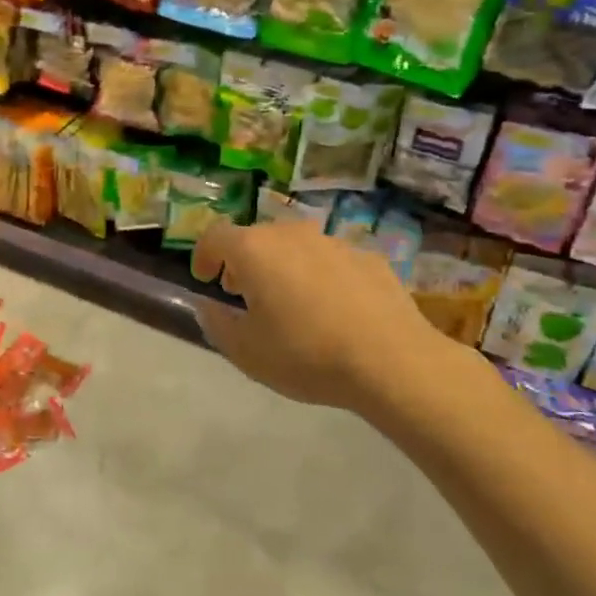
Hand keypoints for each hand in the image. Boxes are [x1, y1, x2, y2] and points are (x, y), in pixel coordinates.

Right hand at [190, 221, 480, 414]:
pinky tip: (334, 311)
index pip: (215, 236)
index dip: (203, 256)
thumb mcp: (246, 352)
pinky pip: (330, 260)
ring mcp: (333, 242)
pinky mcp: (368, 257)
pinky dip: (320, 276)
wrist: (392, 361)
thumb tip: (208, 305)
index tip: (205, 280)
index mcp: (254, 250)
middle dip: (243, 262)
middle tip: (245, 295)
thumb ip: (216, 323)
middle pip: (256, 238)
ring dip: (283, 267)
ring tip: (291, 304)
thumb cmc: (306, 355)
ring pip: (295, 246)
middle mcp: (291, 234)